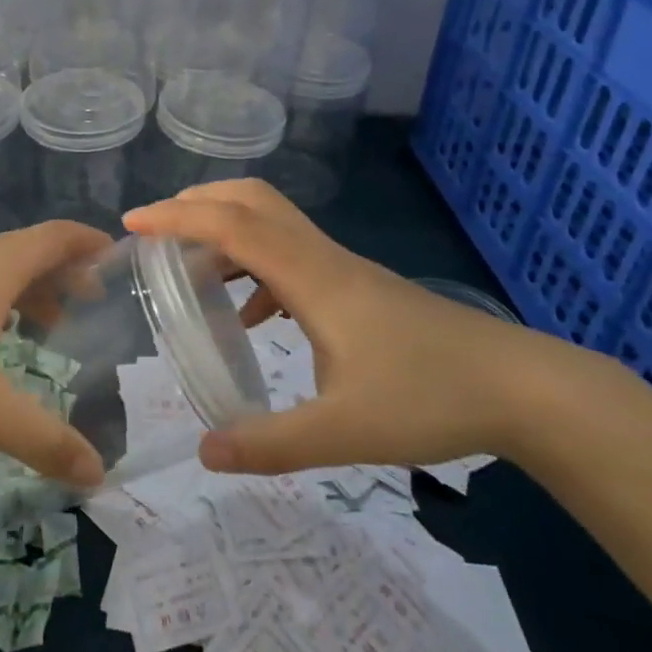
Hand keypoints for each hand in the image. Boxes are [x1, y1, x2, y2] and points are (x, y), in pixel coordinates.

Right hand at [124, 180, 550, 474]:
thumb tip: (204, 452)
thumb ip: (271, 444)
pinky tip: (250, 317)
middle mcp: (320, 257)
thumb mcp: (344, 431)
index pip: (232, 225)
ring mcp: (340, 268)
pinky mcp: (354, 286)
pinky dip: (254, 268)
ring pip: (271, 222)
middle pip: (251, 199)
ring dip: (224, 233)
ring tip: (190, 272)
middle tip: (156, 233)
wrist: (519, 386)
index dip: (177, 218)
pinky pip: (289, 255)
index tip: (132, 224)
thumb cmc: (430, 397)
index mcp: (310, 276)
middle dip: (197, 203)